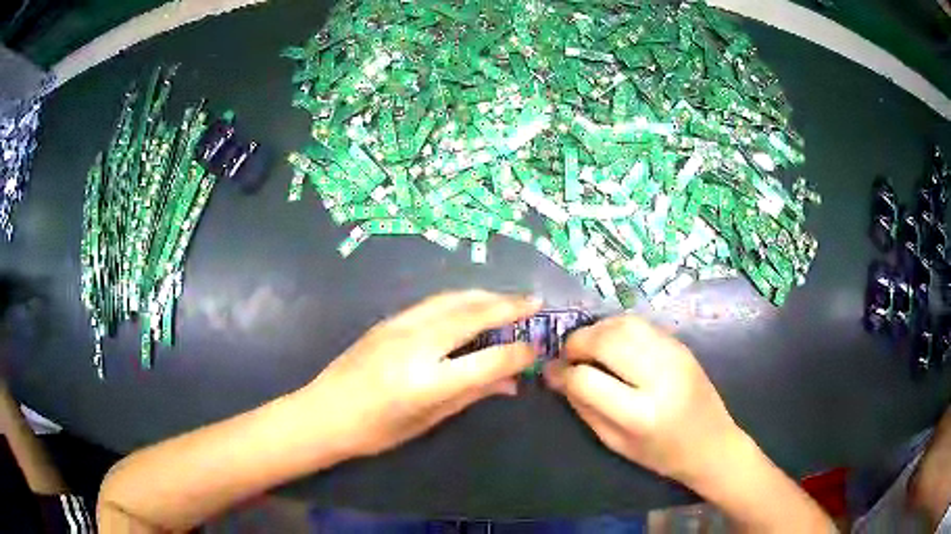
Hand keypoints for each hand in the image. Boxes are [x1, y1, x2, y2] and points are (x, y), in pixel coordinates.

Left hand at [301, 290, 541, 457]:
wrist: (323, 413)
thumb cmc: (375, 431)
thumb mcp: (427, 420)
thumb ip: (471, 395)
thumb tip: (510, 383)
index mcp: (427, 382)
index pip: (487, 359)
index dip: (518, 352)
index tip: (537, 348)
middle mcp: (415, 345)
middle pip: (472, 315)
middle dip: (509, 305)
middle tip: (535, 301)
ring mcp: (399, 326)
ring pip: (453, 300)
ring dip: (486, 296)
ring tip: (510, 299)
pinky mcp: (388, 320)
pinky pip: (434, 303)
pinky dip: (461, 300)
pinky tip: (472, 304)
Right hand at [545, 315, 746, 485]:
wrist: (712, 443)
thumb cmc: (661, 453)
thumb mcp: (616, 443)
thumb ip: (584, 407)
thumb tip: (557, 376)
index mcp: (640, 414)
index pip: (587, 379)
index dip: (562, 373)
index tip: (551, 373)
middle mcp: (659, 377)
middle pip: (606, 340)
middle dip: (576, 342)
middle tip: (567, 355)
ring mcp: (674, 355)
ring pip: (623, 323)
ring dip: (596, 330)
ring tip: (587, 347)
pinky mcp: (681, 344)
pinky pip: (641, 324)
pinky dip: (617, 328)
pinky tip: (612, 344)